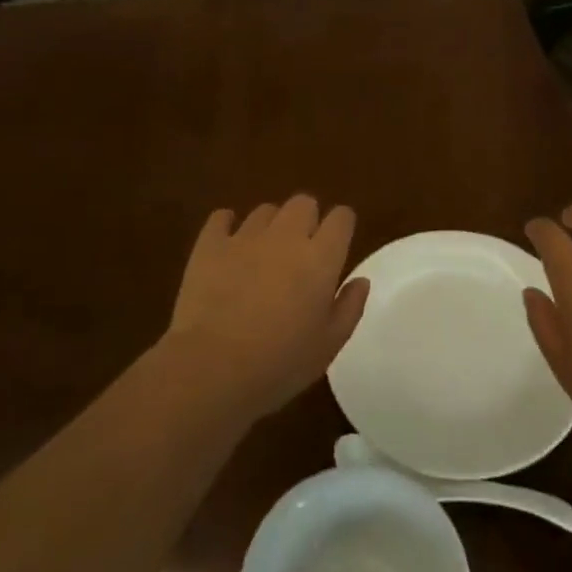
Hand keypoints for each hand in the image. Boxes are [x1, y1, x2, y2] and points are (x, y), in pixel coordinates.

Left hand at [164, 195, 368, 420]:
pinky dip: (227, 226)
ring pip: (266, 210)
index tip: (338, 243)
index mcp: (320, 258)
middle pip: (304, 203)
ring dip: (270, 225)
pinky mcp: (210, 244)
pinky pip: (222, 217)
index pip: (341, 218)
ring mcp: (245, 236)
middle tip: (301, 250)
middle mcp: (286, 236)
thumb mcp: (328, 346)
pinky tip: (228, 246)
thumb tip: (361, 280)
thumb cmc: (279, 364)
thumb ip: (349, 308)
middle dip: (307, 219)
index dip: (342, 226)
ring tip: (263, 254)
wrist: (212, 368)